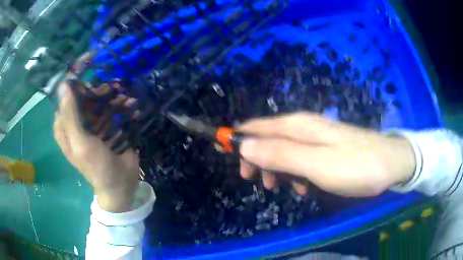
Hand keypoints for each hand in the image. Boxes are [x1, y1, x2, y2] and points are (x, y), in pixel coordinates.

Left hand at [53, 84, 139, 211]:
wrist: (120, 184)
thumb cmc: (96, 167)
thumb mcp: (80, 143)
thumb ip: (70, 115)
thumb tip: (63, 84)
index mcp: (64, 126)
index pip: (66, 95)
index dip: (76, 79)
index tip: (90, 65)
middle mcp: (76, 121)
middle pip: (84, 94)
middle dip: (98, 89)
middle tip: (112, 89)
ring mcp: (92, 122)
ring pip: (99, 98)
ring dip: (113, 96)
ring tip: (125, 99)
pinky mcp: (106, 124)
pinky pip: (111, 107)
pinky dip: (121, 104)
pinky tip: (131, 106)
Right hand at [238, 112, 415, 196]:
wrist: (389, 163)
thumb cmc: (355, 165)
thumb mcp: (316, 164)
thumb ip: (281, 154)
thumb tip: (245, 145)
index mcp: (297, 126)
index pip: (256, 126)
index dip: (235, 136)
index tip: (219, 148)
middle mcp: (304, 127)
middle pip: (266, 138)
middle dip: (254, 157)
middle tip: (253, 180)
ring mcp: (315, 138)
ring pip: (282, 150)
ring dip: (274, 168)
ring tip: (278, 188)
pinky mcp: (325, 149)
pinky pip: (299, 159)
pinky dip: (293, 172)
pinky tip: (302, 186)